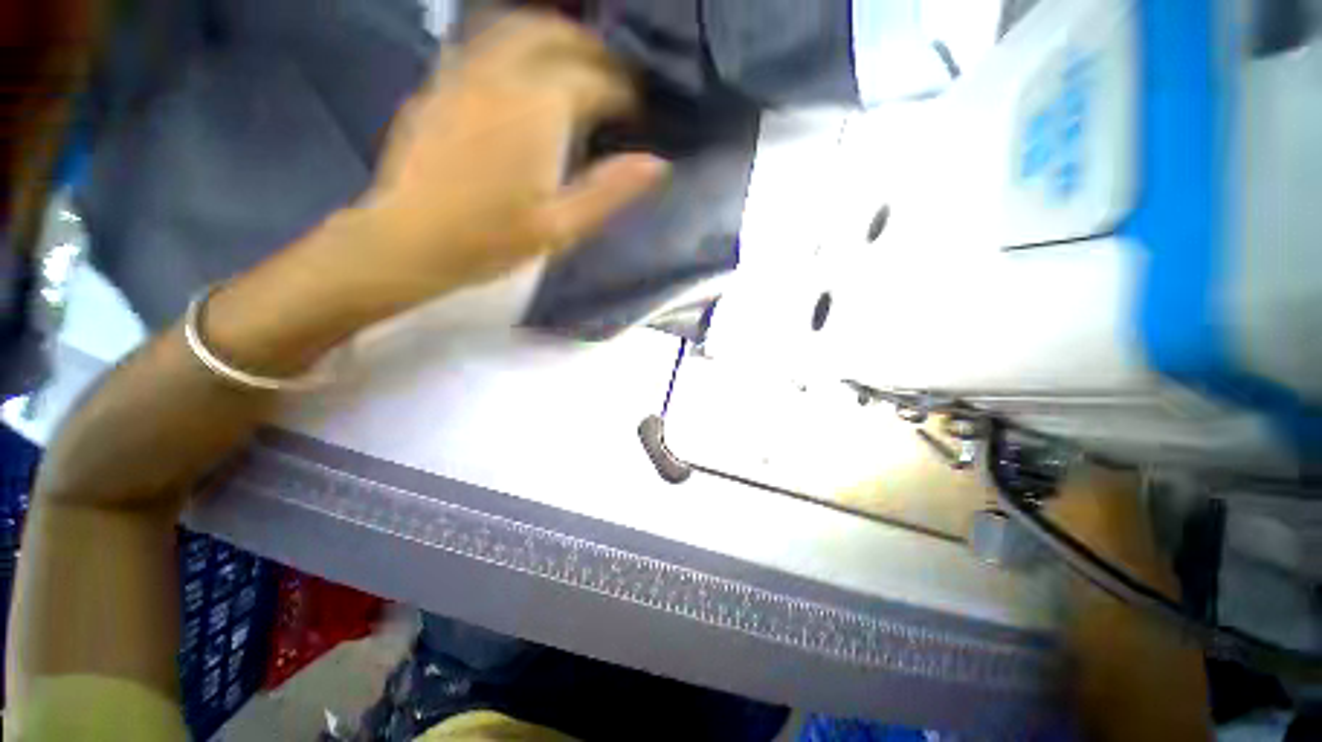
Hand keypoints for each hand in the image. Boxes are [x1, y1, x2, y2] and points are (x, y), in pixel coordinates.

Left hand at [206, 12, 668, 374]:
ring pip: (515, 26)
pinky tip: (523, 72)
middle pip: (555, 34)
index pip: (595, 80)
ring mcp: (464, 74)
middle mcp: (501, 76)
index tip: (638, 110)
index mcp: (538, 111)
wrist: (409, 241)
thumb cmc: (491, 241)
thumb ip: (610, 192)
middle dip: (592, 49)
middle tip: (612, 77)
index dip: (623, 92)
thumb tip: (658, 164)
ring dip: (553, 36)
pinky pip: (483, 43)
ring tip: (575, 63)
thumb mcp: (562, 228)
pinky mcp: (439, 84)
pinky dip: (514, 45)